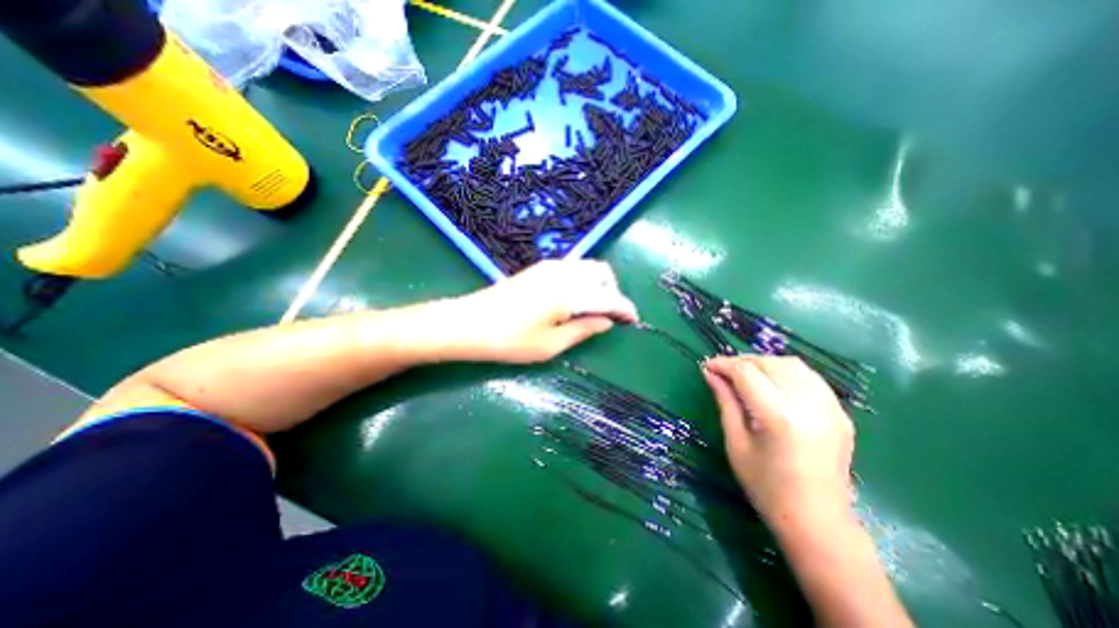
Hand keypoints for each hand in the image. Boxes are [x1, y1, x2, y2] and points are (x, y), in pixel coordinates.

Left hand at [447, 258, 638, 363]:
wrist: (468, 323)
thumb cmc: (510, 341)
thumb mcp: (551, 345)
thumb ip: (583, 330)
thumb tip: (606, 321)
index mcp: (569, 293)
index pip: (608, 296)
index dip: (624, 308)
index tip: (633, 320)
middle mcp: (563, 272)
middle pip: (602, 272)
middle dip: (612, 291)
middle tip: (607, 316)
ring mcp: (549, 267)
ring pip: (587, 267)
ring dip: (597, 284)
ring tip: (590, 310)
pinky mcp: (538, 268)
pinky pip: (571, 268)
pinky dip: (582, 281)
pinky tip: (571, 301)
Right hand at [698, 355, 859, 527]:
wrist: (818, 522)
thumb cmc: (766, 487)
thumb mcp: (736, 443)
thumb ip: (725, 402)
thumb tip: (710, 374)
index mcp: (778, 416)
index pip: (746, 372)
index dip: (723, 364)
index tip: (707, 366)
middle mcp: (807, 405)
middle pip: (770, 363)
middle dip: (742, 361)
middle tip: (724, 372)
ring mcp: (830, 408)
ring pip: (792, 365)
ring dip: (765, 363)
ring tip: (747, 375)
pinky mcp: (840, 414)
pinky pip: (810, 378)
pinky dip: (786, 373)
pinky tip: (773, 385)